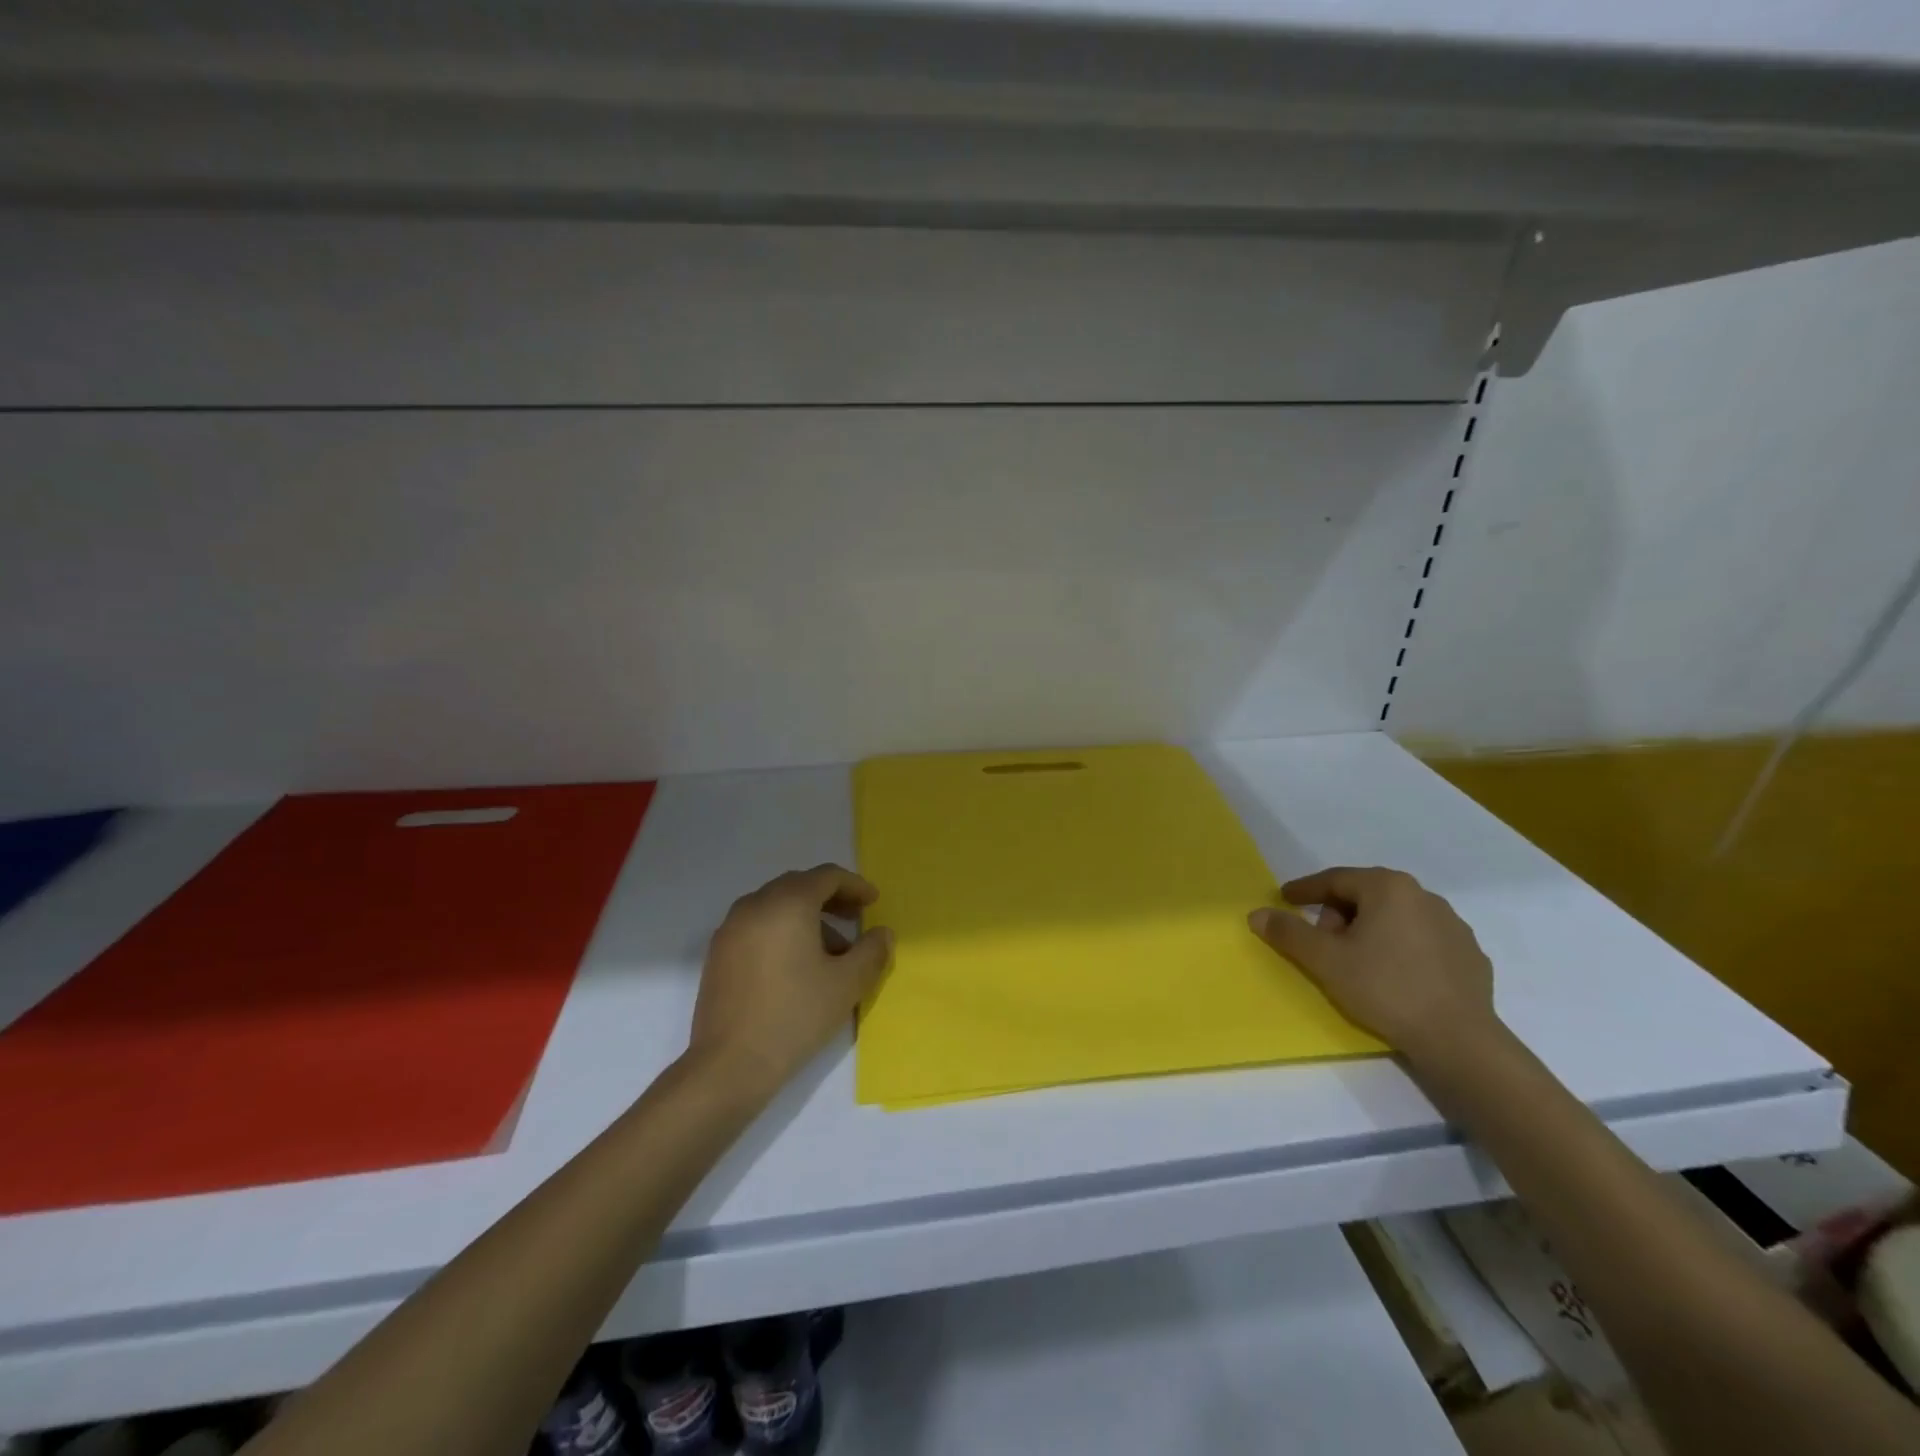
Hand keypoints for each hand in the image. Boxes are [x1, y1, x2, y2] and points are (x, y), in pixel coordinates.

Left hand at [687, 864, 892, 1099]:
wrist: (728, 1065)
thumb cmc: (794, 1016)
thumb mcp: (846, 984)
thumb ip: (872, 952)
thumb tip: (882, 933)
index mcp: (787, 903)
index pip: (826, 876)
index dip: (854, 885)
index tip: (873, 902)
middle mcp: (755, 905)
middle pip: (798, 886)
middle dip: (830, 897)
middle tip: (855, 917)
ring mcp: (731, 928)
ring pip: (776, 906)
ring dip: (806, 917)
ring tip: (831, 952)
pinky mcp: (718, 953)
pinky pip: (757, 925)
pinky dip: (782, 930)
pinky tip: (796, 965)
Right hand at [1247, 866, 1499, 1068]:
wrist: (1459, 1040)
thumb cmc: (1385, 988)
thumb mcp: (1325, 960)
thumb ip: (1288, 932)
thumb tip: (1257, 914)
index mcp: (1388, 887)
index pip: (1335, 879)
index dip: (1305, 890)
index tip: (1285, 899)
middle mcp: (1424, 895)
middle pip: (1366, 896)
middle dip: (1338, 914)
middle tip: (1321, 941)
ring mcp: (1452, 925)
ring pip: (1395, 917)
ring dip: (1369, 930)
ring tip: (1356, 961)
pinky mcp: (1470, 955)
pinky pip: (1422, 940)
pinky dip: (1400, 948)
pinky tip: (1393, 976)